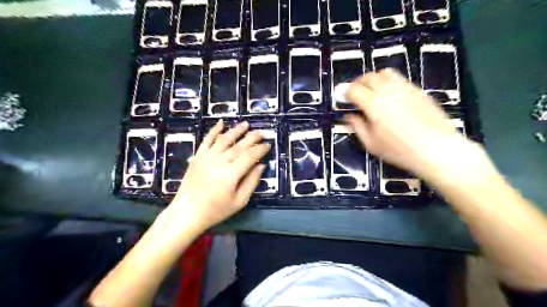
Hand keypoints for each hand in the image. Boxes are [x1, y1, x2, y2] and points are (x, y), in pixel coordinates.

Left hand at [157, 119, 269, 234]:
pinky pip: (207, 140)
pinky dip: (214, 130)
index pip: (250, 155)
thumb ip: (252, 182)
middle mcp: (220, 161)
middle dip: (252, 137)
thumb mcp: (239, 201)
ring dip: (236, 130)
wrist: (187, 212)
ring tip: (246, 124)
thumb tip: (261, 165)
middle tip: (262, 133)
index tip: (268, 145)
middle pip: (240, 145)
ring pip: (225, 139)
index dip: (261, 149)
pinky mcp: (198, 156)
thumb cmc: (216, 210)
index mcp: (232, 173)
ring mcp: (207, 157)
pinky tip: (221, 123)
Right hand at [345, 68, 486, 180]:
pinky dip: (389, 82)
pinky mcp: (418, 90)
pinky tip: (391, 96)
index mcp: (374, 104)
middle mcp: (388, 91)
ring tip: (373, 91)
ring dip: (374, 79)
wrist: (436, 149)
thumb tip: (349, 115)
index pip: (354, 89)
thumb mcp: (371, 144)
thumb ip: (357, 126)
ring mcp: (405, 88)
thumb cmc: (399, 150)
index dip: (345, 92)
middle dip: (358, 83)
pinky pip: (400, 79)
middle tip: (355, 94)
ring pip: (385, 73)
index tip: (343, 97)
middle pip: (369, 76)